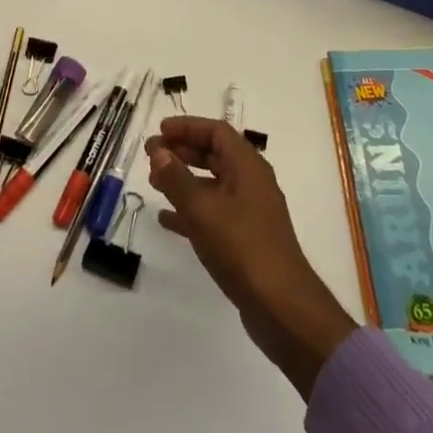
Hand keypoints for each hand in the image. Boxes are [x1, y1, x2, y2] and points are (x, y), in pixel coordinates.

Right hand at [146, 117, 356, 399]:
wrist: (280, 305)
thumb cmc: (241, 247)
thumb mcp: (202, 210)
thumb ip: (177, 178)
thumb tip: (158, 151)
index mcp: (248, 166)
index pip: (216, 132)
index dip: (187, 127)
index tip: (160, 131)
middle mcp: (251, 182)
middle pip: (215, 155)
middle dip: (183, 151)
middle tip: (151, 154)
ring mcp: (250, 211)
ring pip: (212, 184)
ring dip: (184, 179)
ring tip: (154, 181)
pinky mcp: (245, 238)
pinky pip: (213, 212)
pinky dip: (190, 209)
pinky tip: (166, 219)